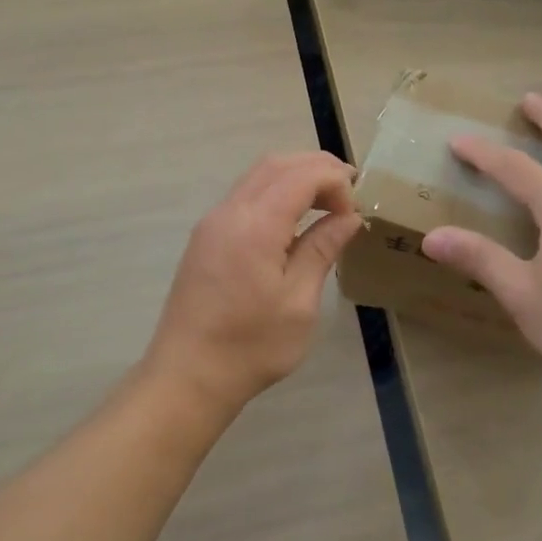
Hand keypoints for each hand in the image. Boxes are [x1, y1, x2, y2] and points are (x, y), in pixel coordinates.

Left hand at [146, 151, 362, 415]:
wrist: (187, 376)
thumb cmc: (251, 346)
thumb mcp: (299, 302)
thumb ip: (322, 249)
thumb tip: (348, 217)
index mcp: (255, 225)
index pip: (302, 175)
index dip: (335, 181)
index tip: (354, 212)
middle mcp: (229, 211)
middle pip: (277, 164)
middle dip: (318, 168)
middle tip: (349, 192)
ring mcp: (212, 221)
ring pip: (258, 175)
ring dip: (295, 176)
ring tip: (326, 201)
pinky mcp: (205, 236)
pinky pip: (245, 194)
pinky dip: (275, 191)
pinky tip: (293, 219)